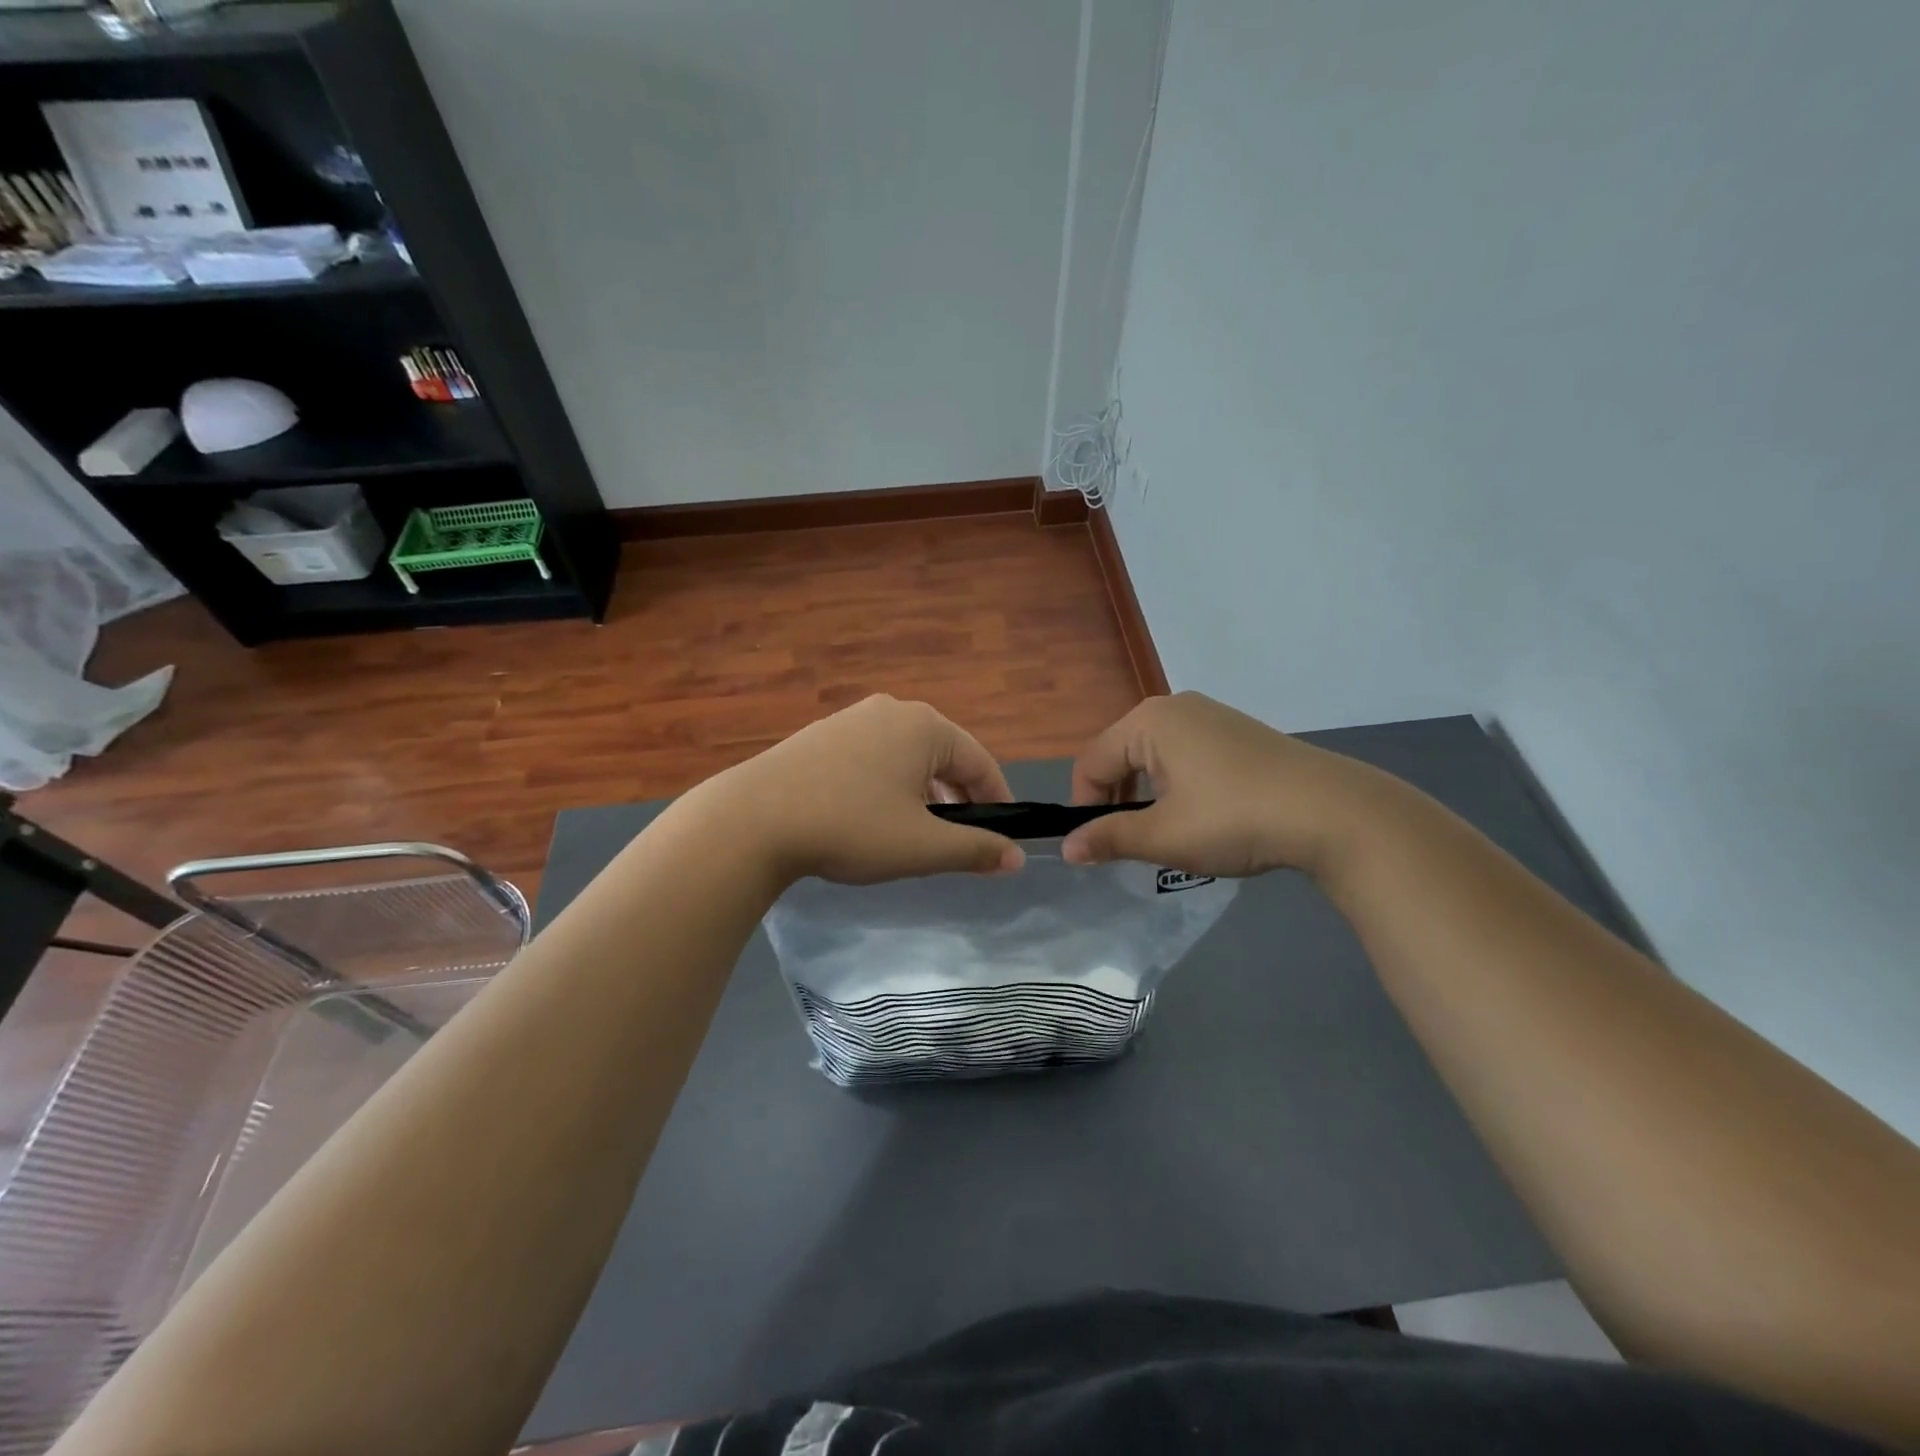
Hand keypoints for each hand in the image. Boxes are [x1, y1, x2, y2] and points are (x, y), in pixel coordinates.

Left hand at [681, 695, 1025, 884]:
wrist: (751, 820)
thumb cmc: (850, 827)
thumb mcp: (921, 846)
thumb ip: (975, 850)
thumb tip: (1017, 857)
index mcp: (925, 726)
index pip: (980, 762)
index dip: (998, 800)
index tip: (1005, 836)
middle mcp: (892, 710)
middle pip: (943, 755)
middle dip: (958, 797)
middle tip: (960, 839)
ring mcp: (851, 719)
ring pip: (906, 757)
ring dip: (922, 792)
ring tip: (917, 832)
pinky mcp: (820, 735)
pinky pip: (872, 757)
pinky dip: (887, 785)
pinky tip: (871, 816)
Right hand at [1061, 692, 1397, 878]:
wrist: (1333, 812)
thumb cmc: (1234, 818)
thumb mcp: (1164, 836)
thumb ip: (1109, 838)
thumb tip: (1067, 848)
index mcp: (1148, 722)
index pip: (1092, 763)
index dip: (1085, 807)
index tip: (1098, 847)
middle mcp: (1174, 706)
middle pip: (1121, 755)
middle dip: (1117, 800)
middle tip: (1133, 843)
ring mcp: (1210, 715)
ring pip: (1154, 756)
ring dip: (1148, 794)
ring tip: (1168, 832)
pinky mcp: (1237, 731)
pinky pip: (1186, 754)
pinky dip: (1178, 784)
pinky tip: (1203, 814)